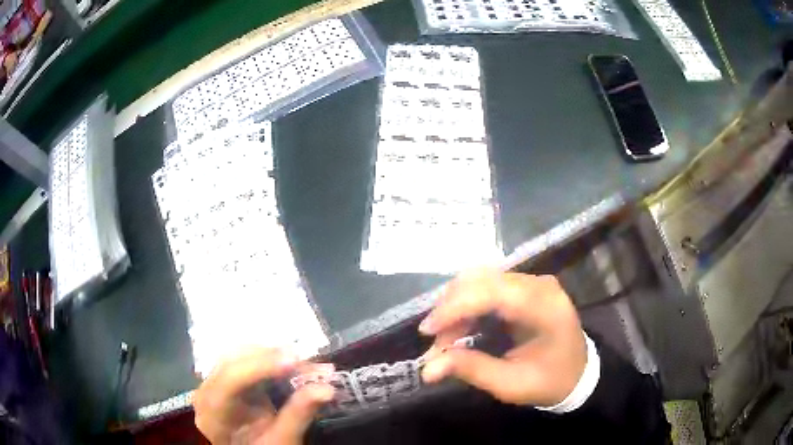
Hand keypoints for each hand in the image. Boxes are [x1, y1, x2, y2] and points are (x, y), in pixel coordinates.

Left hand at [194, 349, 333, 444]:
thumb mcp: (281, 441)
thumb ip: (298, 415)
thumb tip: (326, 389)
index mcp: (213, 414)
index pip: (230, 379)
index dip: (260, 366)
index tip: (293, 360)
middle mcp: (206, 393)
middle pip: (231, 362)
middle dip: (268, 356)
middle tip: (302, 358)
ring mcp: (212, 385)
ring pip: (235, 357)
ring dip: (268, 355)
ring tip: (298, 360)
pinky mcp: (223, 382)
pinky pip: (240, 363)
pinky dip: (264, 362)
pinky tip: (284, 363)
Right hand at [419, 270, 586, 406]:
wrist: (578, 373)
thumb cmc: (549, 382)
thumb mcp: (511, 385)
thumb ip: (471, 370)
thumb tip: (427, 368)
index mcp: (545, 308)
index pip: (494, 292)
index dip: (456, 307)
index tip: (427, 331)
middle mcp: (540, 285)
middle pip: (483, 279)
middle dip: (451, 307)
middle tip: (436, 341)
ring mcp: (533, 282)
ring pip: (481, 278)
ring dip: (456, 305)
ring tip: (446, 338)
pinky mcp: (525, 286)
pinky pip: (487, 285)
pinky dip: (467, 304)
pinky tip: (461, 326)